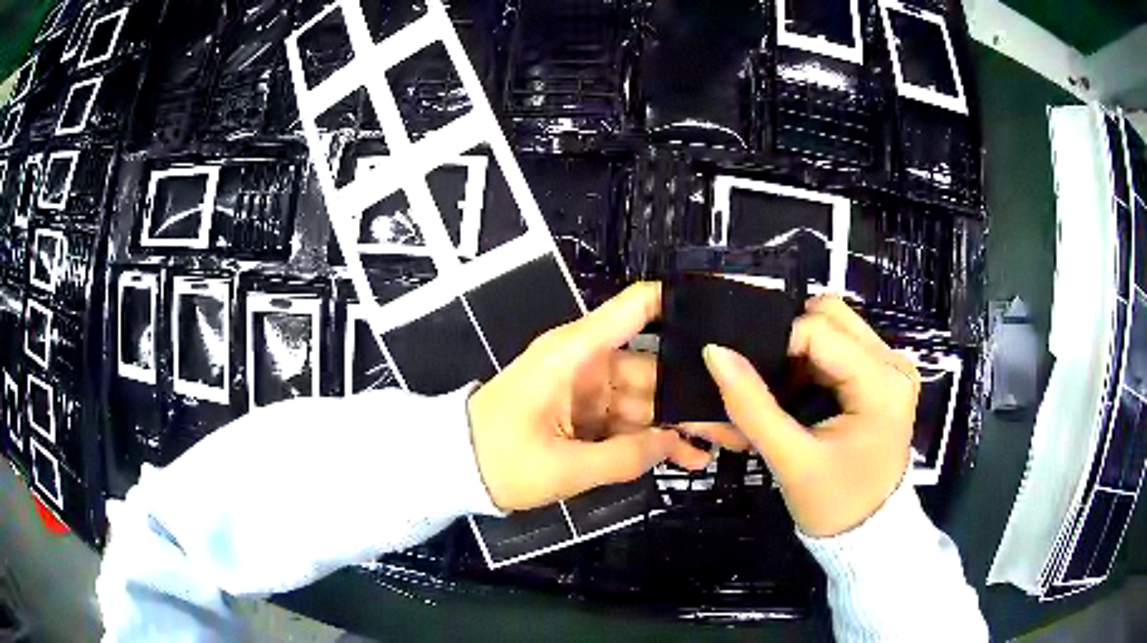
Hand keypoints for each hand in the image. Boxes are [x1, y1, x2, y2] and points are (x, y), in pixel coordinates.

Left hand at [469, 283, 710, 511]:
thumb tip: (675, 443)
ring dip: (677, 423)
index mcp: (575, 354)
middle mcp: (586, 362)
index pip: (635, 309)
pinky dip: (651, 438)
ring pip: (645, 400)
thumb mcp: (562, 467)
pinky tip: (685, 456)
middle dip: (692, 394)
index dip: (678, 303)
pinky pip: (626, 421)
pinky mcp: (583, 413)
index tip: (724, 315)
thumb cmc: (499, 459)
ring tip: (719, 445)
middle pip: (652, 368)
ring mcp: (586, 389)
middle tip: (735, 416)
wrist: (454, 468)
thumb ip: (624, 457)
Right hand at [701, 295, 920, 536]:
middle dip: (790, 341)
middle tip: (768, 382)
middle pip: (832, 316)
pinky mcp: (884, 378)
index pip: (819, 332)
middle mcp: (894, 363)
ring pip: (836, 327)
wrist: (867, 534)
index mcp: (881, 383)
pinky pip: (841, 347)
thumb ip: (752, 406)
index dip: (775, 345)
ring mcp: (892, 368)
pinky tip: (800, 394)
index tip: (748, 378)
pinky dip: (813, 362)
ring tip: (782, 393)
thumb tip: (714, 352)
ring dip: (801, 351)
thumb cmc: (834, 503)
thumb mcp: (791, 460)